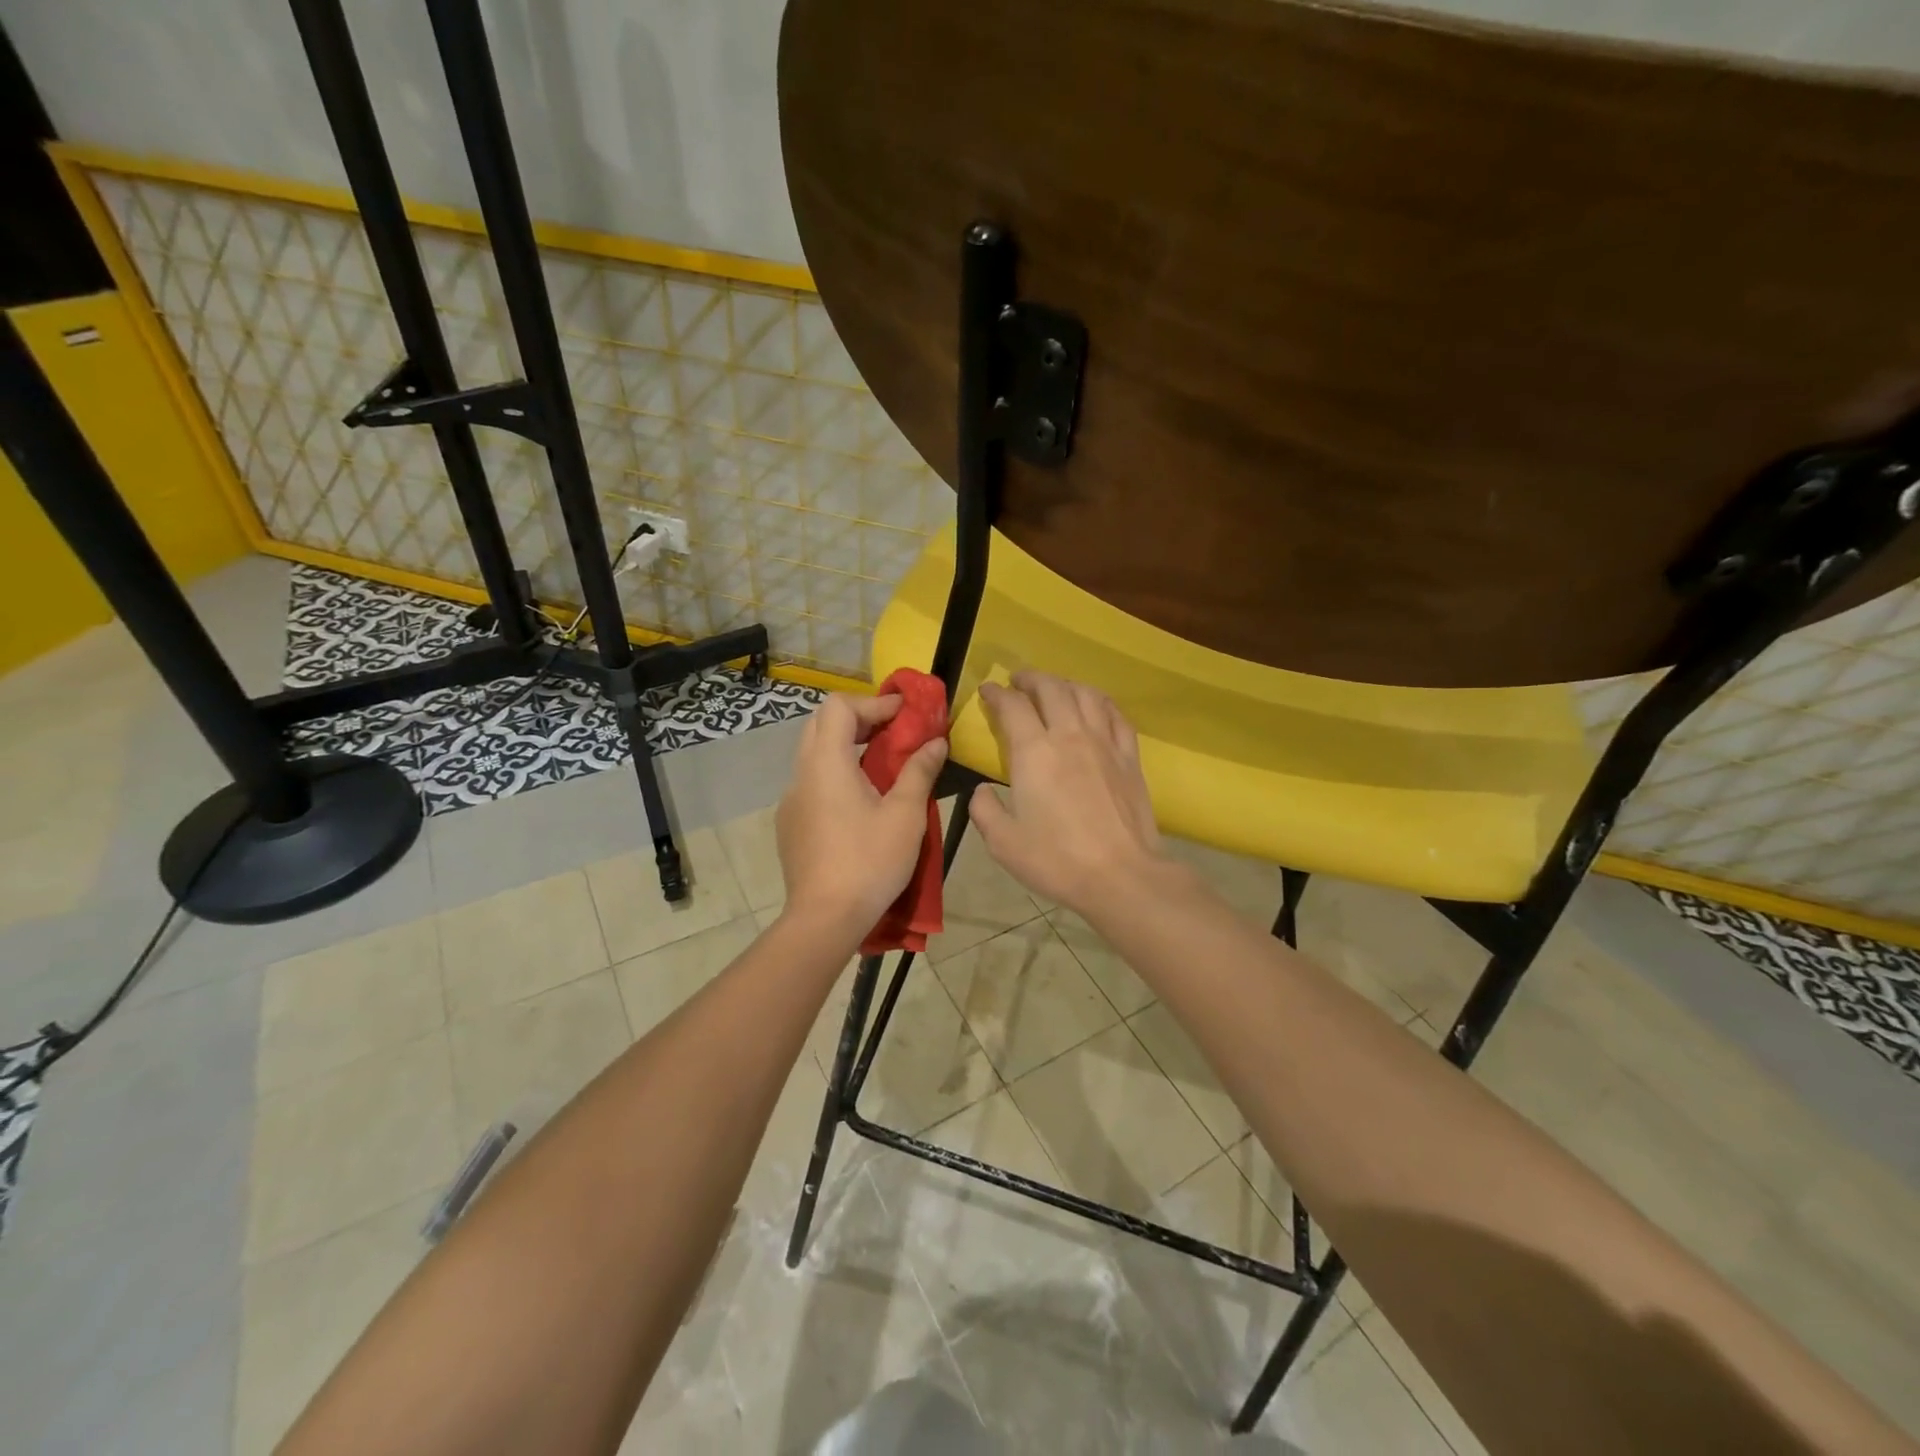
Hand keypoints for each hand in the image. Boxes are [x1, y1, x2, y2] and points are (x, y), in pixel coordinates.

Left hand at [776, 693, 946, 935]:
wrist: (824, 919)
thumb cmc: (869, 862)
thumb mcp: (905, 815)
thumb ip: (919, 771)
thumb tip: (936, 742)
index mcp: (826, 764)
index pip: (839, 706)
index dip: (874, 701)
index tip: (905, 713)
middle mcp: (801, 774)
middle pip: (822, 724)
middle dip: (859, 718)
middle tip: (892, 730)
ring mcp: (791, 800)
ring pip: (814, 754)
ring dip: (845, 746)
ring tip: (881, 763)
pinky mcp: (790, 824)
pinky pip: (811, 783)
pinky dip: (835, 774)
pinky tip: (859, 802)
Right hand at [969, 671, 1167, 917]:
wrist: (1121, 875)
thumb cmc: (1056, 859)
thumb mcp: (1003, 842)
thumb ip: (984, 809)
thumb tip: (983, 791)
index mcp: (1034, 752)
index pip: (1013, 706)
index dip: (996, 694)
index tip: (988, 691)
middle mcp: (1069, 735)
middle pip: (1051, 688)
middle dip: (1031, 678)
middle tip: (1018, 681)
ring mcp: (1104, 743)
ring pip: (1085, 694)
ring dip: (1065, 684)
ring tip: (1054, 689)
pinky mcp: (1129, 757)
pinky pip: (1116, 715)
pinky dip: (1100, 702)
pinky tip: (1094, 706)